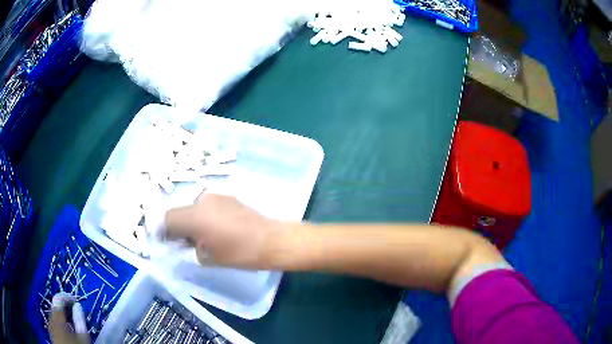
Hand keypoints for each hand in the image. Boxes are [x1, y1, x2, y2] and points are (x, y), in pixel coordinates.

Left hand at [48, 293, 90, 343]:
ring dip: (60, 315)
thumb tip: (78, 306)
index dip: (66, 296)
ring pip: (53, 315)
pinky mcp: (51, 333)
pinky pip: (53, 323)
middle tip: (73, 311)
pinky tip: (65, 330)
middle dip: (63, 307)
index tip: (75, 300)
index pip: (58, 299)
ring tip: (70, 321)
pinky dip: (58, 322)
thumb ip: (80, 322)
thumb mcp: (82, 339)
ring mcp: (50, 327)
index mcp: (57, 318)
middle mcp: (51, 319)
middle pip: (54, 307)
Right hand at [164, 194, 280, 268]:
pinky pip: (208, 206)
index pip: (168, 218)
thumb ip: (190, 246)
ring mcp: (216, 197)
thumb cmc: (239, 253)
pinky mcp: (227, 197)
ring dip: (192, 221)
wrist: (270, 240)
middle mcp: (201, 201)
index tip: (166, 241)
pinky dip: (205, 216)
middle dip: (179, 226)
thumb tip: (185, 241)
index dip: (163, 230)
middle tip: (185, 242)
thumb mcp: (208, 257)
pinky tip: (218, 229)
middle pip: (180, 212)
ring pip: (194, 208)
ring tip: (204, 237)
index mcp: (194, 217)